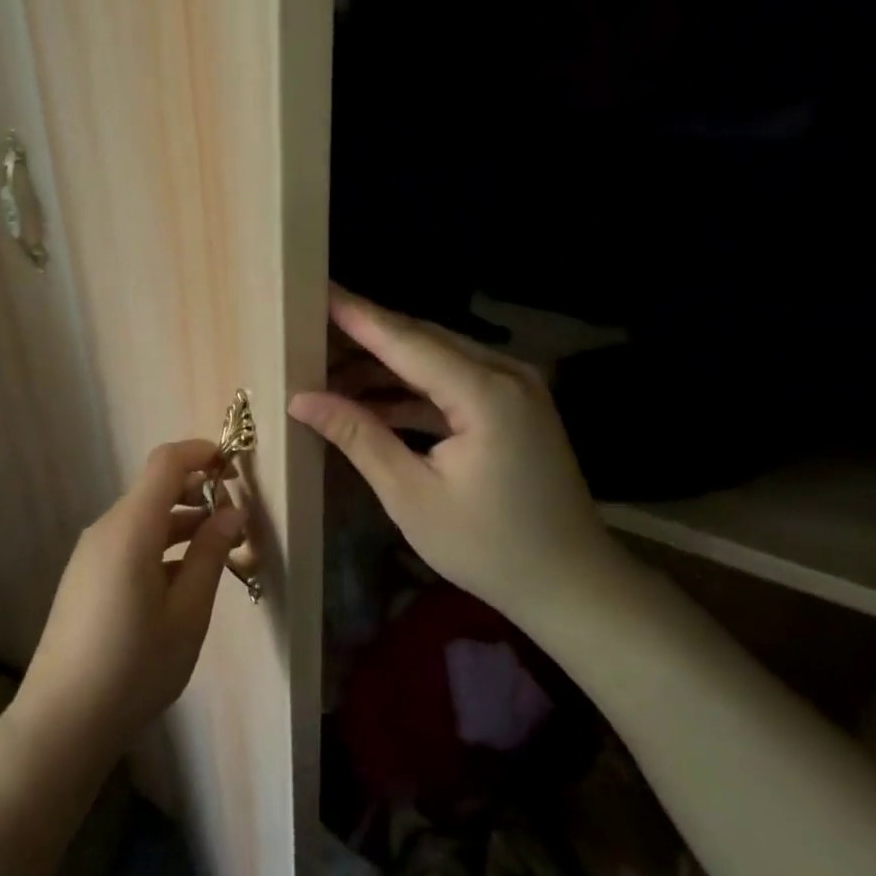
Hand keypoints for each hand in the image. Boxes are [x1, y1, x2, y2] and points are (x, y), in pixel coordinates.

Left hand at [14, 440, 245, 759]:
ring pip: (143, 517)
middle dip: (197, 491)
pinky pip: (128, 542)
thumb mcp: (187, 613)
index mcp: (130, 528)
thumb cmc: (134, 667)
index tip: (234, 465)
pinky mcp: (85, 576)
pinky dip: (160, 543)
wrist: (62, 722)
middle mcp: (106, 529)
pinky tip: (183, 578)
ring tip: (220, 548)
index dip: (200, 453)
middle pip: (154, 489)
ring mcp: (91, 553)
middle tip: (237, 518)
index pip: (165, 463)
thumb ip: (210, 554)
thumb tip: (233, 511)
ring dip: (181, 521)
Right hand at [290, 287, 623, 625]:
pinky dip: (410, 389)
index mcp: (485, 393)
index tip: (313, 289)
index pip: (405, 340)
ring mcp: (513, 387)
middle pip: (421, 340)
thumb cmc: (490, 548)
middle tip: (307, 331)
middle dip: (363, 335)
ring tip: (326, 369)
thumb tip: (302, 399)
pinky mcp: (511, 406)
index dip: (356, 316)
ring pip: (434, 358)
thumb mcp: (411, 495)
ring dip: (383, 365)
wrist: (573, 586)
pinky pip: (451, 382)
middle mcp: (505, 374)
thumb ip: (358, 436)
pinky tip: (367, 399)